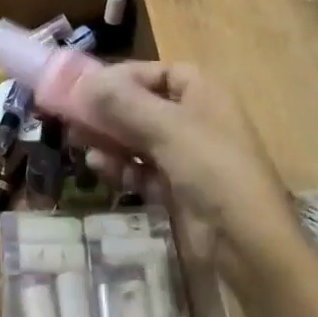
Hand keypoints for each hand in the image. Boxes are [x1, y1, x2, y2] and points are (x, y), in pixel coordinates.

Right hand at [68, 62, 299, 269]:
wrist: (246, 244)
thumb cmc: (211, 168)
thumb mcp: (166, 128)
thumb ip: (122, 102)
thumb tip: (82, 83)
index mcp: (204, 94)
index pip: (159, 72)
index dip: (125, 76)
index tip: (88, 85)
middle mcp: (196, 120)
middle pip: (144, 106)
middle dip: (109, 110)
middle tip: (71, 114)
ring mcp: (188, 157)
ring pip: (139, 139)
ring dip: (109, 138)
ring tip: (75, 139)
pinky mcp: (178, 190)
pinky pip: (142, 170)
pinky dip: (120, 166)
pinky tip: (97, 165)